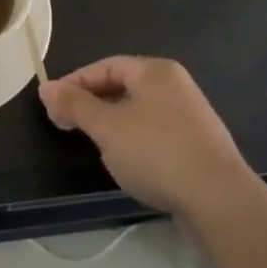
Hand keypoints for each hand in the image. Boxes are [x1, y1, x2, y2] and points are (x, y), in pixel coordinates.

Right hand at [39, 56, 252, 218]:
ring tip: (94, 145)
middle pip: (123, 86)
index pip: (106, 66)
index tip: (52, 104)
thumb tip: (46, 87)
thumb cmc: (157, 153)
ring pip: (139, 111)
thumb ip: (75, 105)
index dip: (76, 82)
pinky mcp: (198, 146)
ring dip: (112, 124)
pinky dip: (135, 141)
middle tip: (66, 125)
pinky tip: (128, 163)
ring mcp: (190, 116)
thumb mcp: (107, 127)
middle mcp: (175, 86)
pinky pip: (156, 133)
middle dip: (92, 103)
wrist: (220, 201)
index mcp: (155, 71)